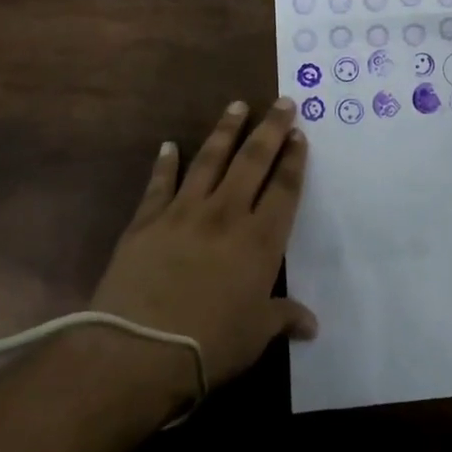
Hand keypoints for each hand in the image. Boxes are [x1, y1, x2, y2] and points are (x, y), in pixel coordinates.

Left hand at [89, 98, 317, 402]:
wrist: (138, 350)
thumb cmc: (210, 344)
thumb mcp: (256, 335)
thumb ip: (284, 318)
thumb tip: (312, 325)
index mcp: (260, 239)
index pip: (284, 188)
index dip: (294, 159)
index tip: (299, 134)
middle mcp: (226, 214)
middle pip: (253, 161)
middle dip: (270, 129)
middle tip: (282, 102)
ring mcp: (184, 212)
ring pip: (210, 160)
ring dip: (225, 130)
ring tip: (237, 105)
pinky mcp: (147, 221)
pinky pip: (160, 183)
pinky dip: (165, 163)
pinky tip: (168, 145)